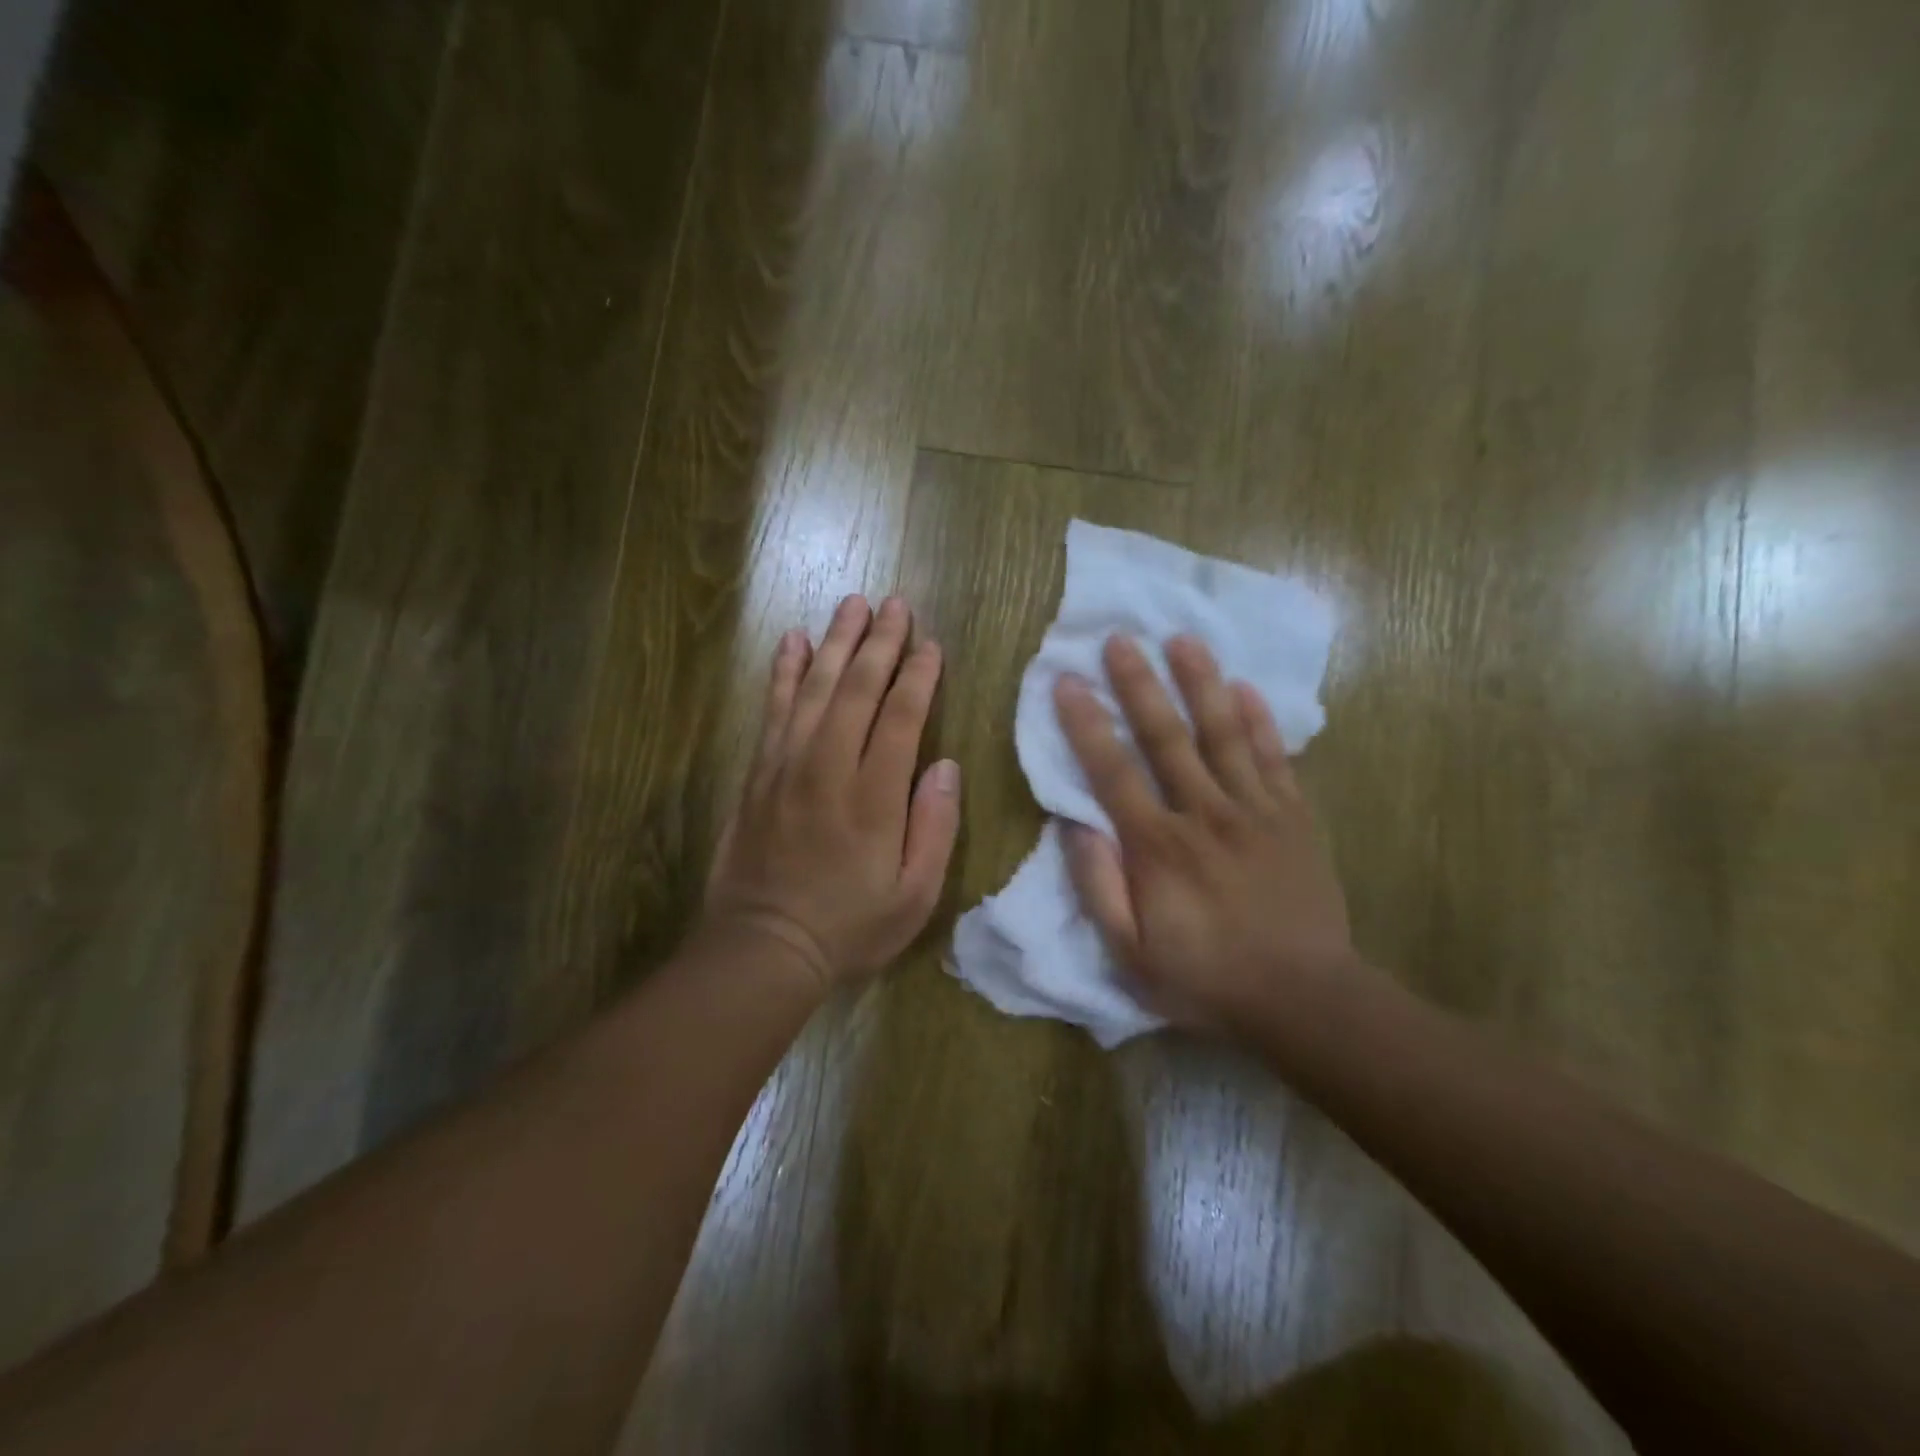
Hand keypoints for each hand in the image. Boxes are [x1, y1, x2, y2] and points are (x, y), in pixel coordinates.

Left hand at [704, 595, 961, 992]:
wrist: (763, 947)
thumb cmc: (850, 926)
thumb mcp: (914, 896)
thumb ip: (934, 828)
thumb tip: (944, 765)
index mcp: (874, 796)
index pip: (901, 716)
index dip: (918, 675)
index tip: (931, 644)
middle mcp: (828, 767)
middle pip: (857, 689)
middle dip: (880, 642)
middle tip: (895, 603)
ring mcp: (787, 766)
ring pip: (814, 688)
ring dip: (836, 643)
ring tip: (852, 604)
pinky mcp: (758, 773)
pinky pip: (772, 709)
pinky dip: (783, 671)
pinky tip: (793, 641)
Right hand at [1053, 635, 1355, 1031]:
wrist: (1303, 999)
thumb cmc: (1207, 979)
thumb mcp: (1131, 954)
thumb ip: (1099, 888)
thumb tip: (1074, 826)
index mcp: (1157, 846)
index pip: (1112, 771)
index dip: (1086, 723)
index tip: (1067, 681)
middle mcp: (1204, 814)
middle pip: (1166, 737)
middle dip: (1139, 684)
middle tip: (1119, 639)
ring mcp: (1255, 810)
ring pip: (1223, 733)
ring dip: (1200, 683)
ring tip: (1182, 639)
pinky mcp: (1294, 817)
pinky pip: (1275, 758)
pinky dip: (1261, 720)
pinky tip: (1246, 687)